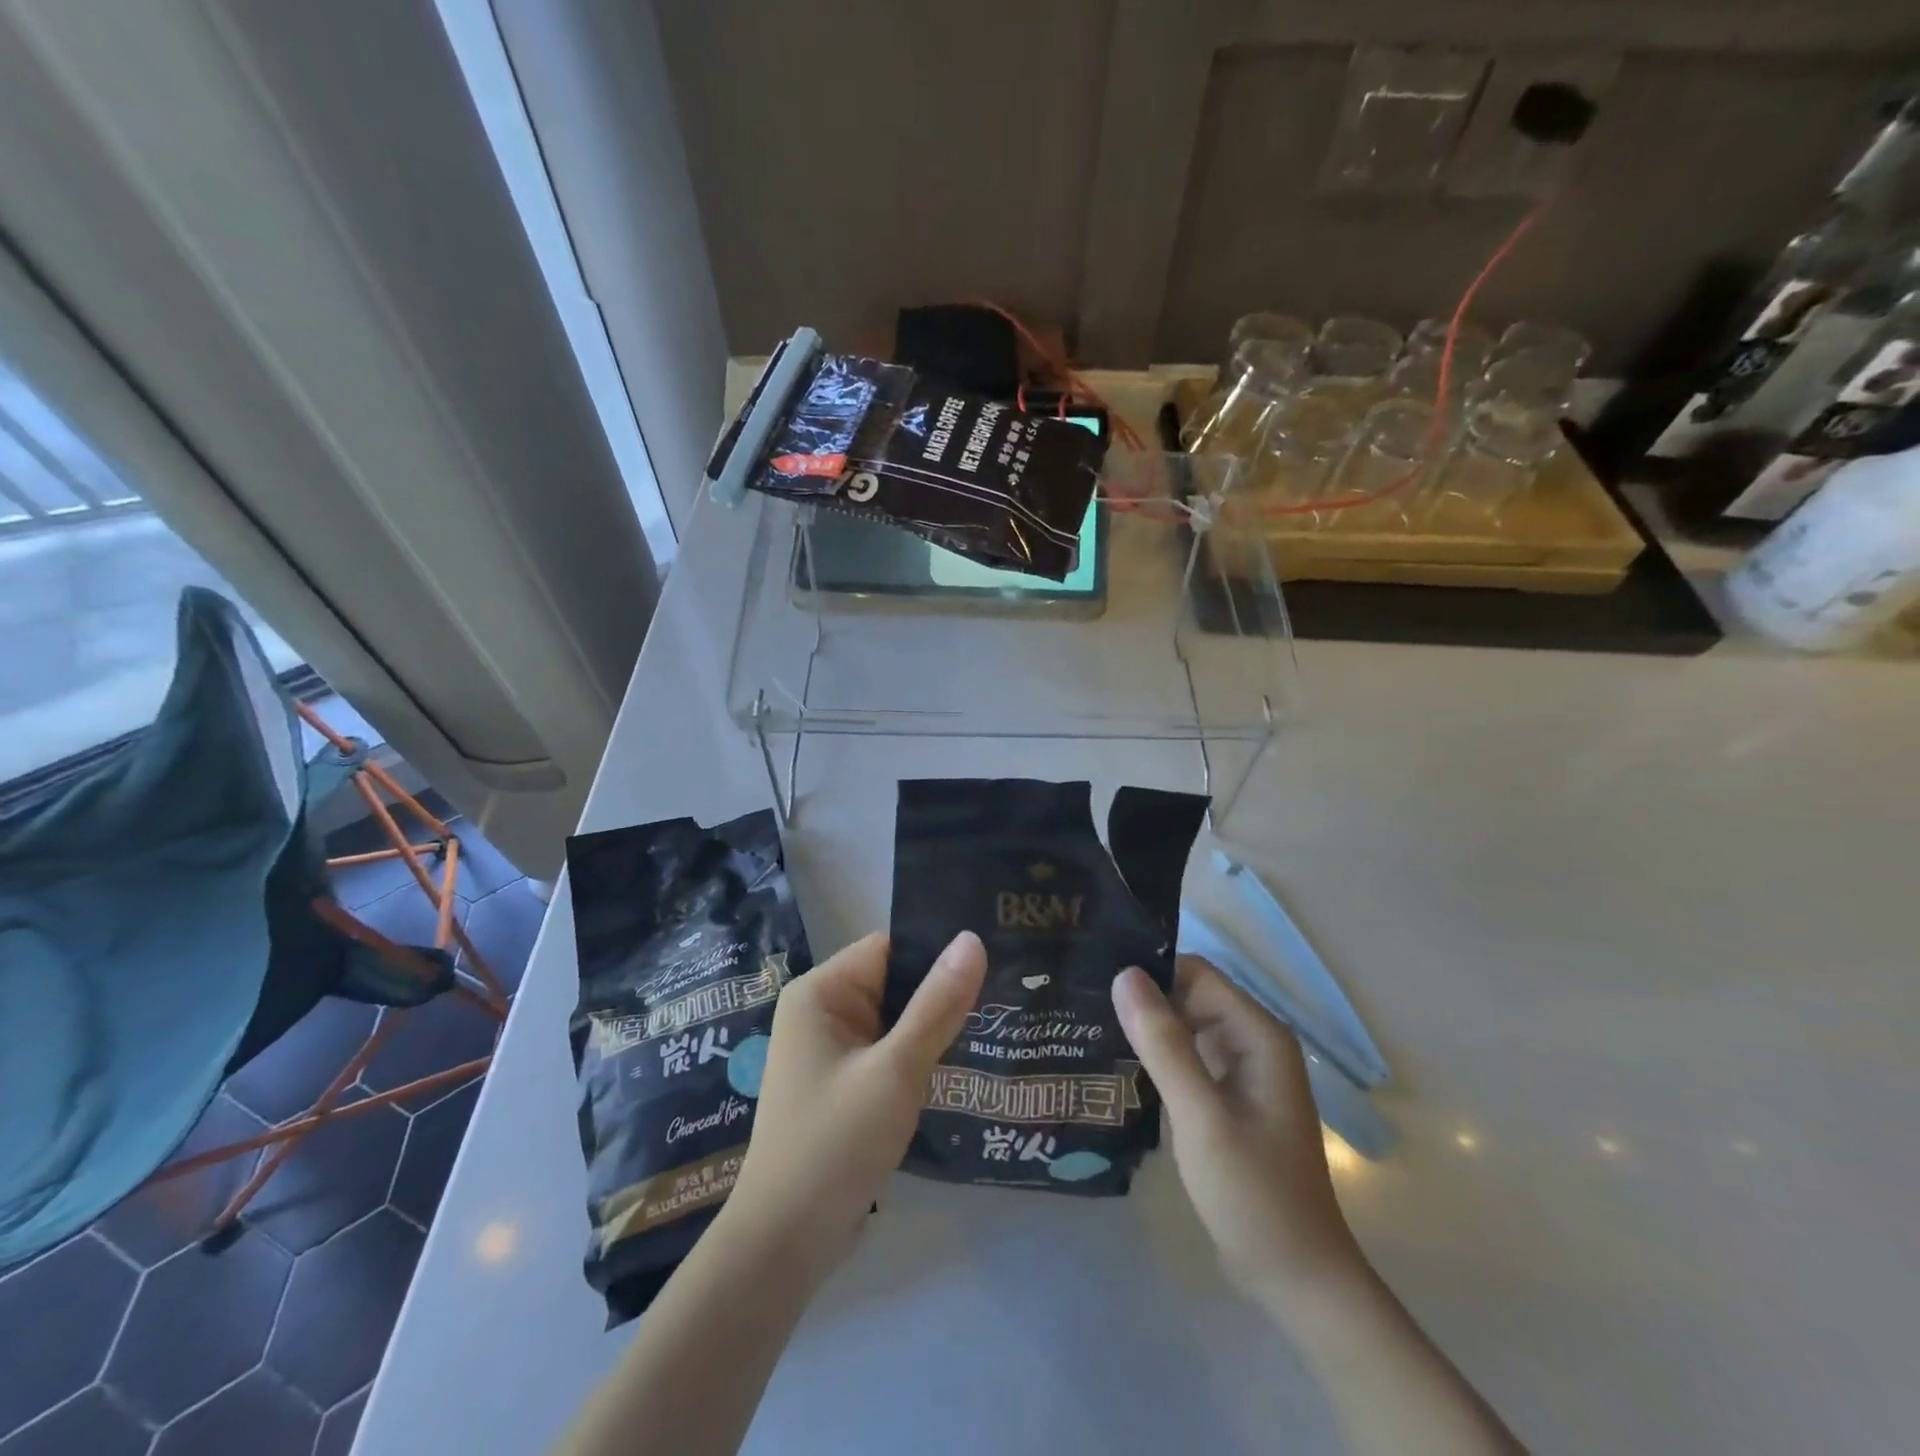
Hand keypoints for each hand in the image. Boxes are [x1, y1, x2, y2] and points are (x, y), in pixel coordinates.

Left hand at [725, 930, 987, 1279]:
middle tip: (1006, 992)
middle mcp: (821, 1011)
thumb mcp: (895, 1070)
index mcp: (821, 992)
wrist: (784, 1244)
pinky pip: (888, 1052)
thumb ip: (937, 1005)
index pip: (889, 948)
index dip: (937, 951)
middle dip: (941, 992)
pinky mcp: (843, 1084)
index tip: (993, 956)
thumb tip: (972, 938)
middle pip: (894, 982)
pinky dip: (919, 1056)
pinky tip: (963, 1061)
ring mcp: (831, 1050)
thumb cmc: (835, 1144)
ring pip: (896, 1019)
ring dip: (934, 1027)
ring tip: (997, 1021)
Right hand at [1112, 956, 1361, 1307]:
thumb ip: (1164, 1045)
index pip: (1195, 974)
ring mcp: (1239, 1073)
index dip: (1149, 972)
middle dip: (1140, 1001)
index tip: (1096, 977)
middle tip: (1081, 1004)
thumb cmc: (1254, 1194)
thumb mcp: (1201, 1116)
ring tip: (1085, 1027)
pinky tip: (1112, 1066)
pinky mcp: (1224, 1100)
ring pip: (1182, 1029)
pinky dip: (1153, 1060)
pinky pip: (1184, 1061)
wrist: (1296, 1280)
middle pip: (1187, 998)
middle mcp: (1251, 1043)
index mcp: (1257, 1034)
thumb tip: (1125, 974)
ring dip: (1143, 1031)